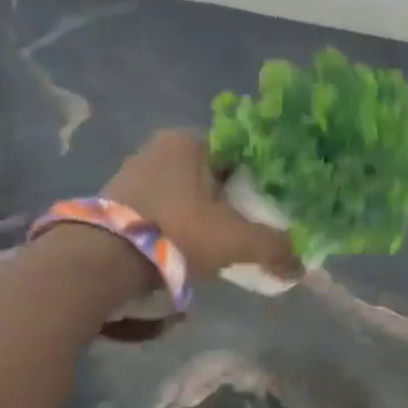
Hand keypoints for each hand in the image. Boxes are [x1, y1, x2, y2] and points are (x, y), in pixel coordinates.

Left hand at [104, 130, 301, 280]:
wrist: (106, 259)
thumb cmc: (179, 231)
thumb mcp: (237, 239)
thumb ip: (274, 248)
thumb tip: (300, 266)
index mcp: (188, 140)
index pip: (238, 155)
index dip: (260, 182)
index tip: (271, 209)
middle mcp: (158, 148)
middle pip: (213, 176)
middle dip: (232, 202)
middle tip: (250, 230)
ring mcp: (133, 174)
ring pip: (187, 195)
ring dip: (205, 217)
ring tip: (221, 245)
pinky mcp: (117, 204)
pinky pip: (163, 211)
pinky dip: (180, 227)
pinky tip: (189, 250)